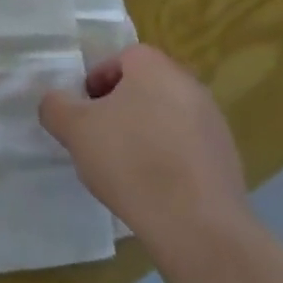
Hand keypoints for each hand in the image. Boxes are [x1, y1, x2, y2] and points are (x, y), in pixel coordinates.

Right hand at [39, 44, 250, 245]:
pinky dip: (167, 158)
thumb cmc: (131, 161)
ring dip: (143, 133)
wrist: (197, 225)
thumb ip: (56, 106)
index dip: (97, 80)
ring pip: (166, 117)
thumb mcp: (75, 129)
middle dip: (119, 107)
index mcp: (155, 68)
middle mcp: (189, 86)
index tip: (83, 111)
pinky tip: (153, 188)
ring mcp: (213, 123)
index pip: (122, 57)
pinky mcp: (226, 159)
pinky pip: (186, 147)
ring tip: (124, 167)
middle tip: (98, 137)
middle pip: (145, 86)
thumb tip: (56, 102)